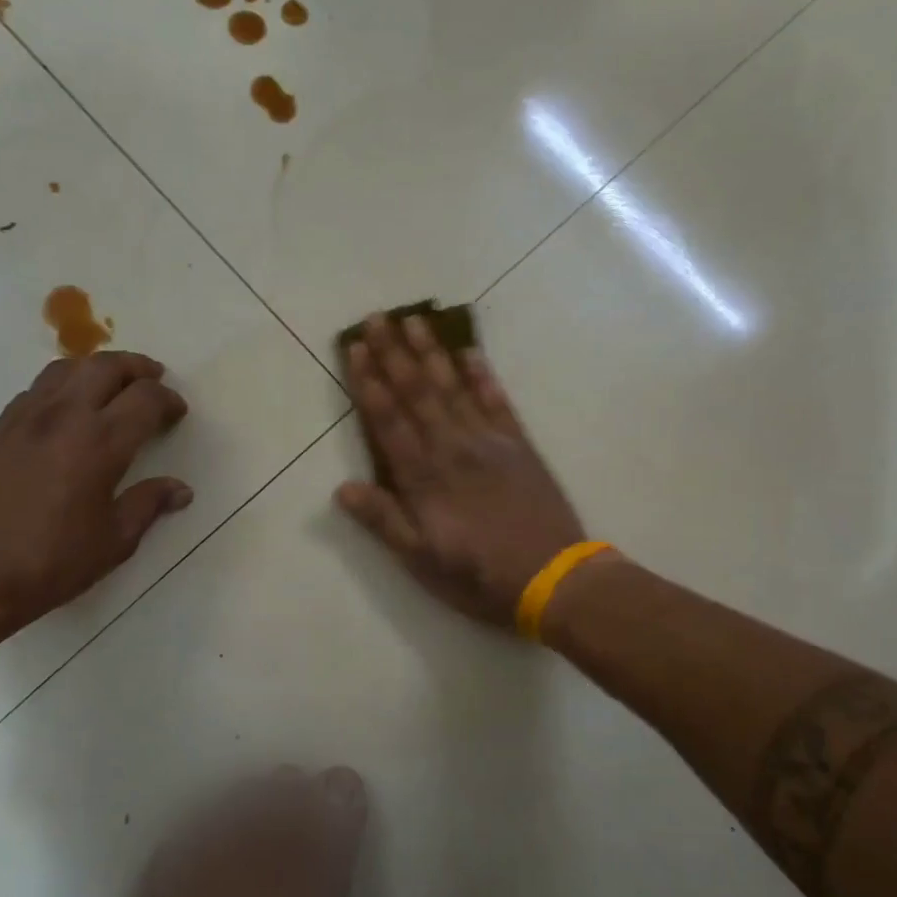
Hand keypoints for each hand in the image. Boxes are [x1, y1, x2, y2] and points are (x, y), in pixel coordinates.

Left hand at [0, 351, 191, 638]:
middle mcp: (64, 417)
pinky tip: (70, 410)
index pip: (145, 399)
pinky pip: (38, 388)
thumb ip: (149, 505)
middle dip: (137, 368)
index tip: (178, 413)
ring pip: (68, 368)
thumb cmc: (51, 564)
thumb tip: (180, 489)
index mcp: (100, 444)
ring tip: (113, 385)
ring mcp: (26, 418)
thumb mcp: (114, 541)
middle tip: (154, 381)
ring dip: (98, 369)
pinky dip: (65, 385)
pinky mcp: (0, 428)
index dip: (168, 400)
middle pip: (106, 367)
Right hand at [336, 314, 586, 627]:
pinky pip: (497, 400)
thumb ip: (384, 521)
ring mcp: (489, 442)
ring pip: (453, 387)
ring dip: (432, 352)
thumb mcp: (421, 561)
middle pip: (417, 392)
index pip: (388, 419)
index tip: (356, 347)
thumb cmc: (479, 577)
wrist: (553, 578)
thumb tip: (342, 488)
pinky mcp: (519, 445)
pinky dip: (483, 374)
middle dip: (394, 353)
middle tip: (377, 317)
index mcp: (424, 477)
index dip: (369, 382)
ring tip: (415, 320)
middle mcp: (452, 448)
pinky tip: (470, 352)